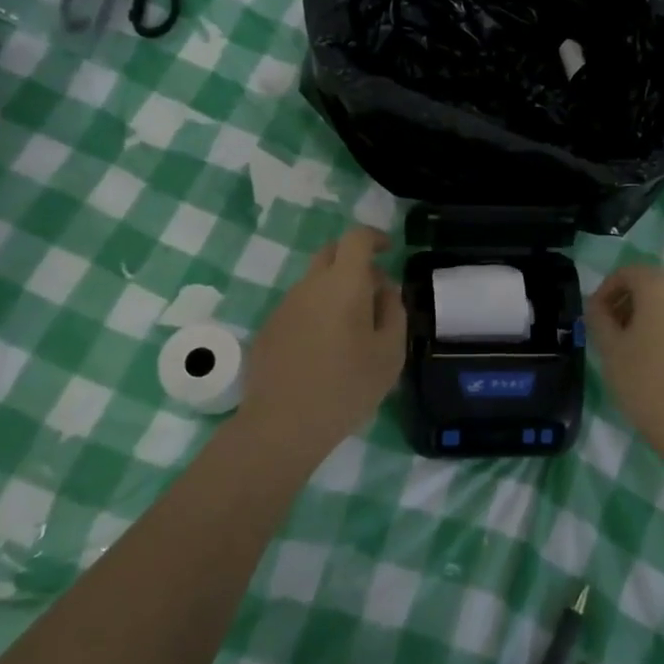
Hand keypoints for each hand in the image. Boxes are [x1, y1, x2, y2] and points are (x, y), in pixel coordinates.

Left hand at [244, 228, 406, 447]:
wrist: (282, 426)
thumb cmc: (347, 387)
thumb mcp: (390, 353)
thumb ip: (394, 311)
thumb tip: (385, 290)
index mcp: (344, 284)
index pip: (356, 238)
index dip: (374, 237)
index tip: (389, 251)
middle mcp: (310, 285)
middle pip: (332, 253)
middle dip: (355, 260)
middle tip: (373, 290)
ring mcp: (284, 305)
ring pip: (314, 282)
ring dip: (335, 290)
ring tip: (352, 329)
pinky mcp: (269, 328)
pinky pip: (299, 306)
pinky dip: (316, 312)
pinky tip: (324, 349)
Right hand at [586, 262, 663, 464]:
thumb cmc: (648, 384)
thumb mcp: (610, 350)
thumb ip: (598, 318)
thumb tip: (597, 305)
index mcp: (660, 287)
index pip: (627, 273)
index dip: (606, 290)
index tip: (595, 317)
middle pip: (652, 287)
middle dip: (628, 304)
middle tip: (612, 335)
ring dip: (651, 319)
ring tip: (636, 352)